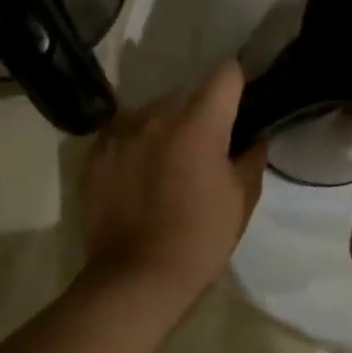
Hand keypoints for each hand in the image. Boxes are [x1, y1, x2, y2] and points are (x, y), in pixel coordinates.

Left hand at [81, 61, 268, 309]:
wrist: (134, 278)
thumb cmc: (199, 239)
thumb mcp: (241, 200)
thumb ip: (252, 157)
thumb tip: (255, 137)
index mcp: (199, 123)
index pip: (225, 73)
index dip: (238, 84)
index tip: (241, 107)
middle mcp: (157, 115)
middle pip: (188, 91)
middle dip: (202, 110)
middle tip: (209, 145)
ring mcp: (122, 131)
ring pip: (154, 109)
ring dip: (168, 125)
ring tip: (171, 161)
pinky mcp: (96, 152)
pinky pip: (125, 130)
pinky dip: (138, 142)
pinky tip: (141, 173)